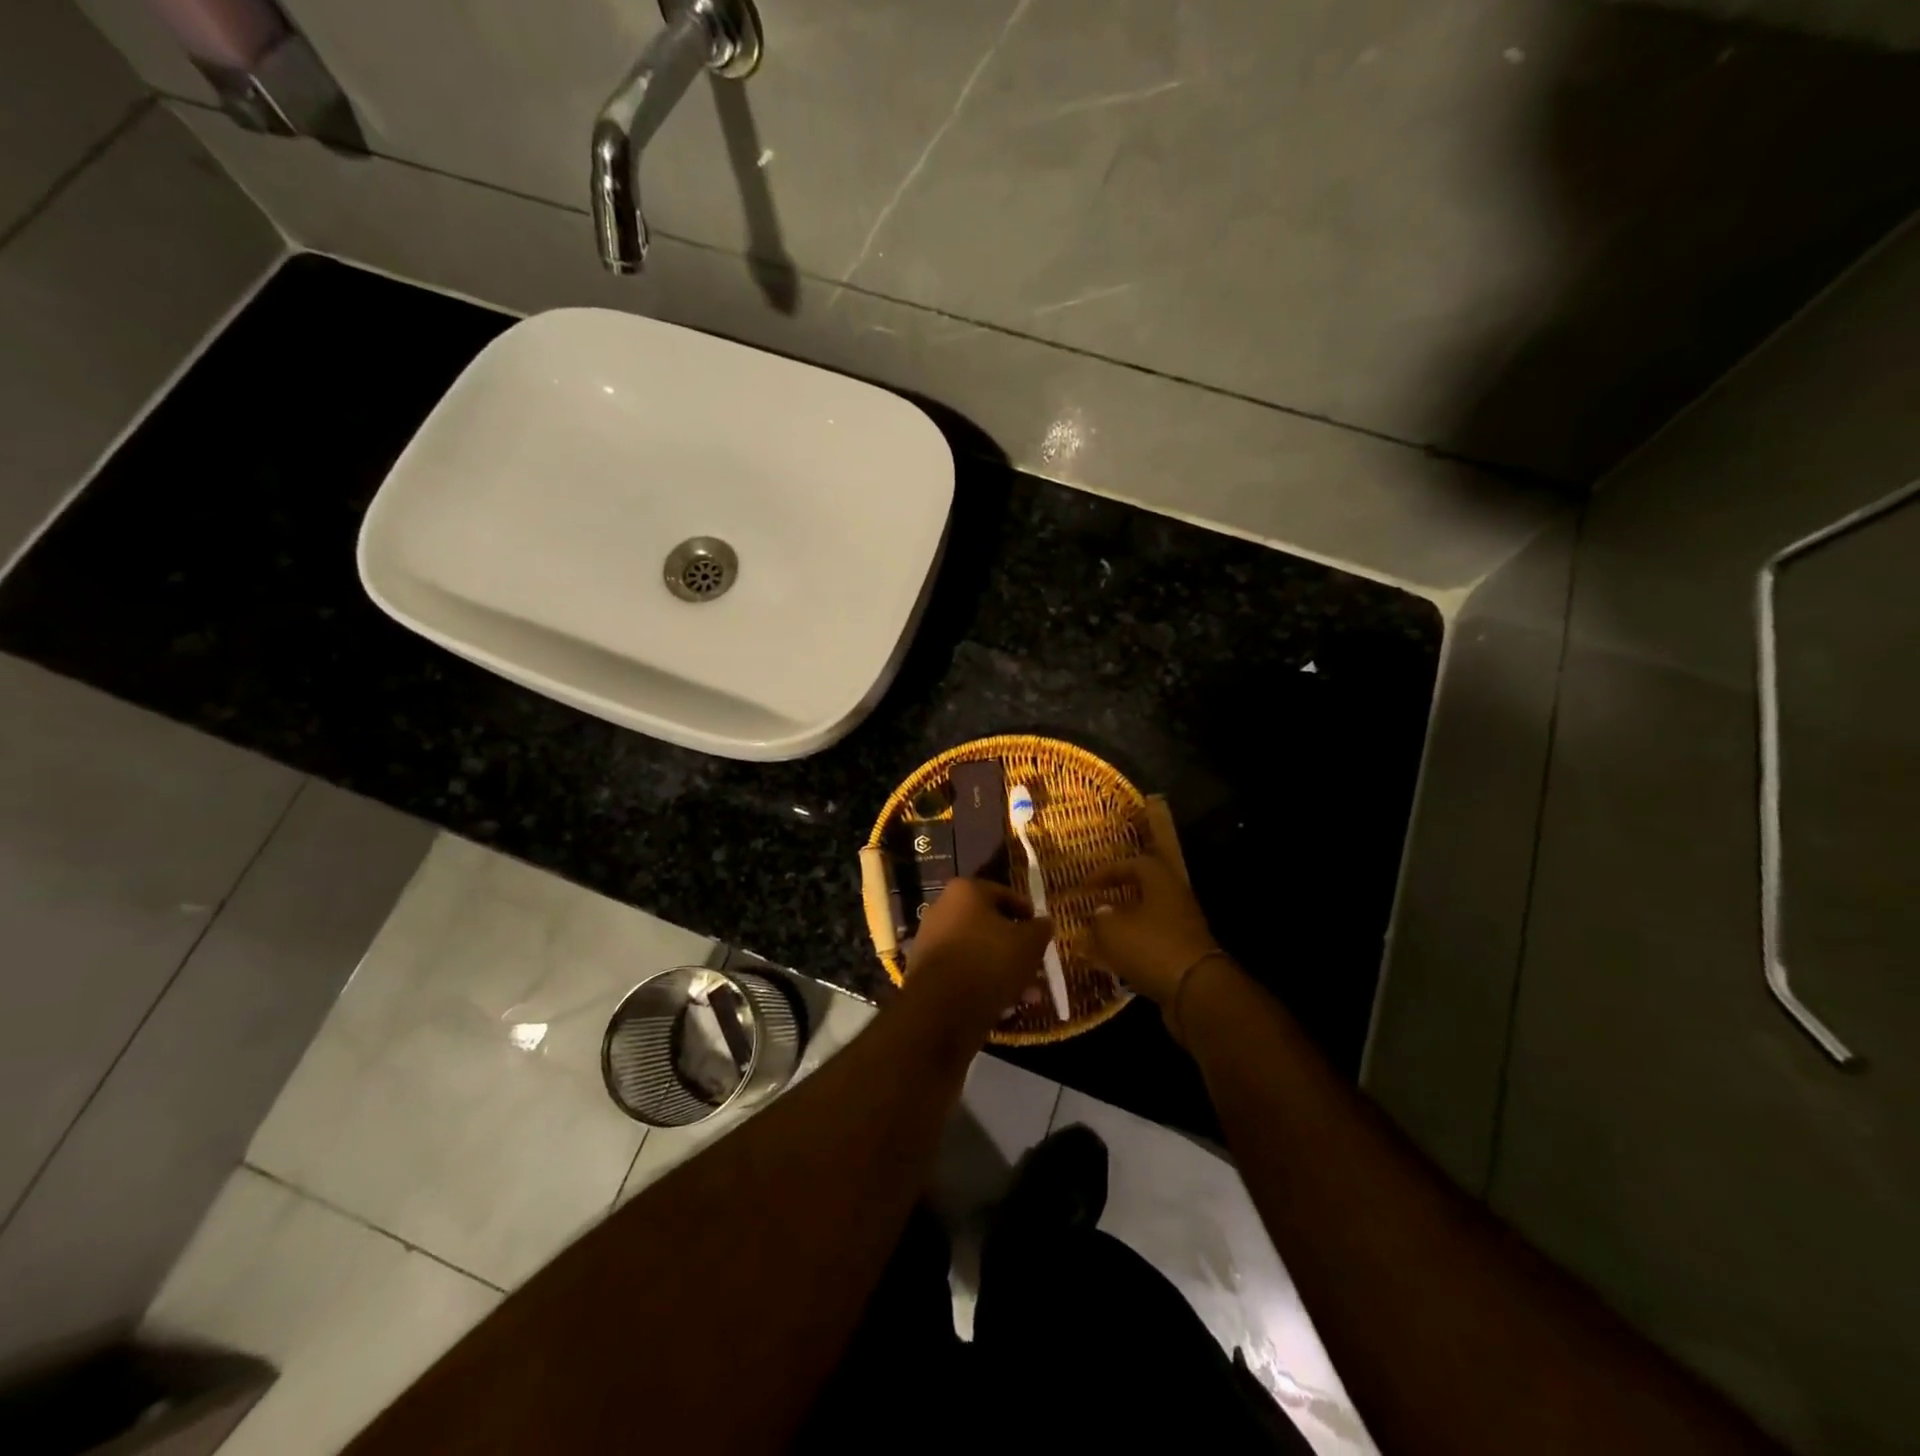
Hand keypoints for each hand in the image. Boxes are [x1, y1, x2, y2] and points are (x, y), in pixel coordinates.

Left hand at [901, 878, 1053, 1038]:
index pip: (1004, 894)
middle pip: (989, 926)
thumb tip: (1044, 922)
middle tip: (1036, 966)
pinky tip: (1005, 1007)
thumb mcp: (1028, 943)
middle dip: (1016, 948)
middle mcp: (943, 910)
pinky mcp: (926, 973)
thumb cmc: (989, 960)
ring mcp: (931, 942)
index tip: (1042, 930)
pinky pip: (963, 973)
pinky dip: (983, 985)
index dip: (1027, 912)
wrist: (941, 1007)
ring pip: (978, 953)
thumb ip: (1040, 929)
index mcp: (965, 891)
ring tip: (1028, 995)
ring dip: (1004, 971)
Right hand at [1081, 849, 1219, 1007]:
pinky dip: (1133, 949)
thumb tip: (1101, 911)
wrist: (1194, 993)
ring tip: (1099, 935)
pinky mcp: (1184, 956)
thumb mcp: (1113, 929)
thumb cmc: (1150, 947)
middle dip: (1118, 898)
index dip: (1107, 871)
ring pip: (1148, 919)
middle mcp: (1177, 900)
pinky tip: (1114, 961)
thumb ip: (1101, 916)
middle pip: (1145, 891)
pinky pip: (1153, 945)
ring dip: (1124, 926)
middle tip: (1095, 905)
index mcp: (1162, 882)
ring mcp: (1184, 929)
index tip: (1085, 885)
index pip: (1134, 864)